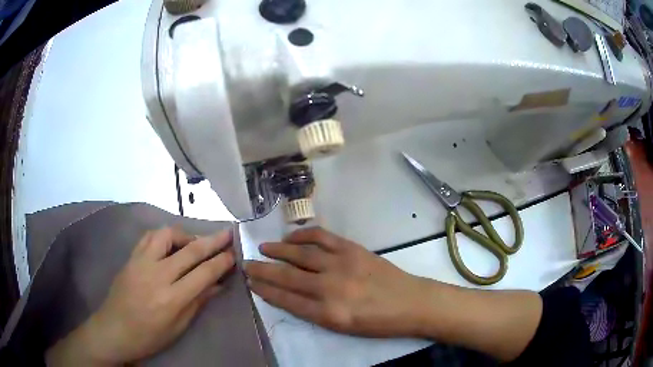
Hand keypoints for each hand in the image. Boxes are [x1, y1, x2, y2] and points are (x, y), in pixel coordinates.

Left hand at [46, 226, 235, 365]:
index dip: (221, 262)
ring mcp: (141, 263)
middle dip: (212, 241)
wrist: (114, 330)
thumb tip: (217, 285)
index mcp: (171, 299)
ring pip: (166, 235)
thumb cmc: (149, 336)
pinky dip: (163, 236)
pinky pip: (148, 237)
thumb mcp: (178, 327)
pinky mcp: (131, 258)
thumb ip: (197, 302)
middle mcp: (157, 275)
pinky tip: (169, 243)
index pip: (203, 274)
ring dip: (185, 235)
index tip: (233, 253)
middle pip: (189, 250)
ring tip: (194, 242)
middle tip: (227, 233)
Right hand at [244, 227, 425, 336]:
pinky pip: (322, 238)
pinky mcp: (353, 249)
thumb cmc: (378, 322)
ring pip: (300, 254)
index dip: (265, 290)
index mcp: (328, 314)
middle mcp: (330, 288)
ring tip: (263, 248)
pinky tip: (291, 238)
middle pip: (287, 277)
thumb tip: (289, 295)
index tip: (250, 282)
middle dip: (262, 270)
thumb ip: (315, 312)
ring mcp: (341, 265)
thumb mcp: (343, 327)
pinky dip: (303, 236)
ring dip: (277, 250)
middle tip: (245, 264)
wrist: (411, 303)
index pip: (286, 300)